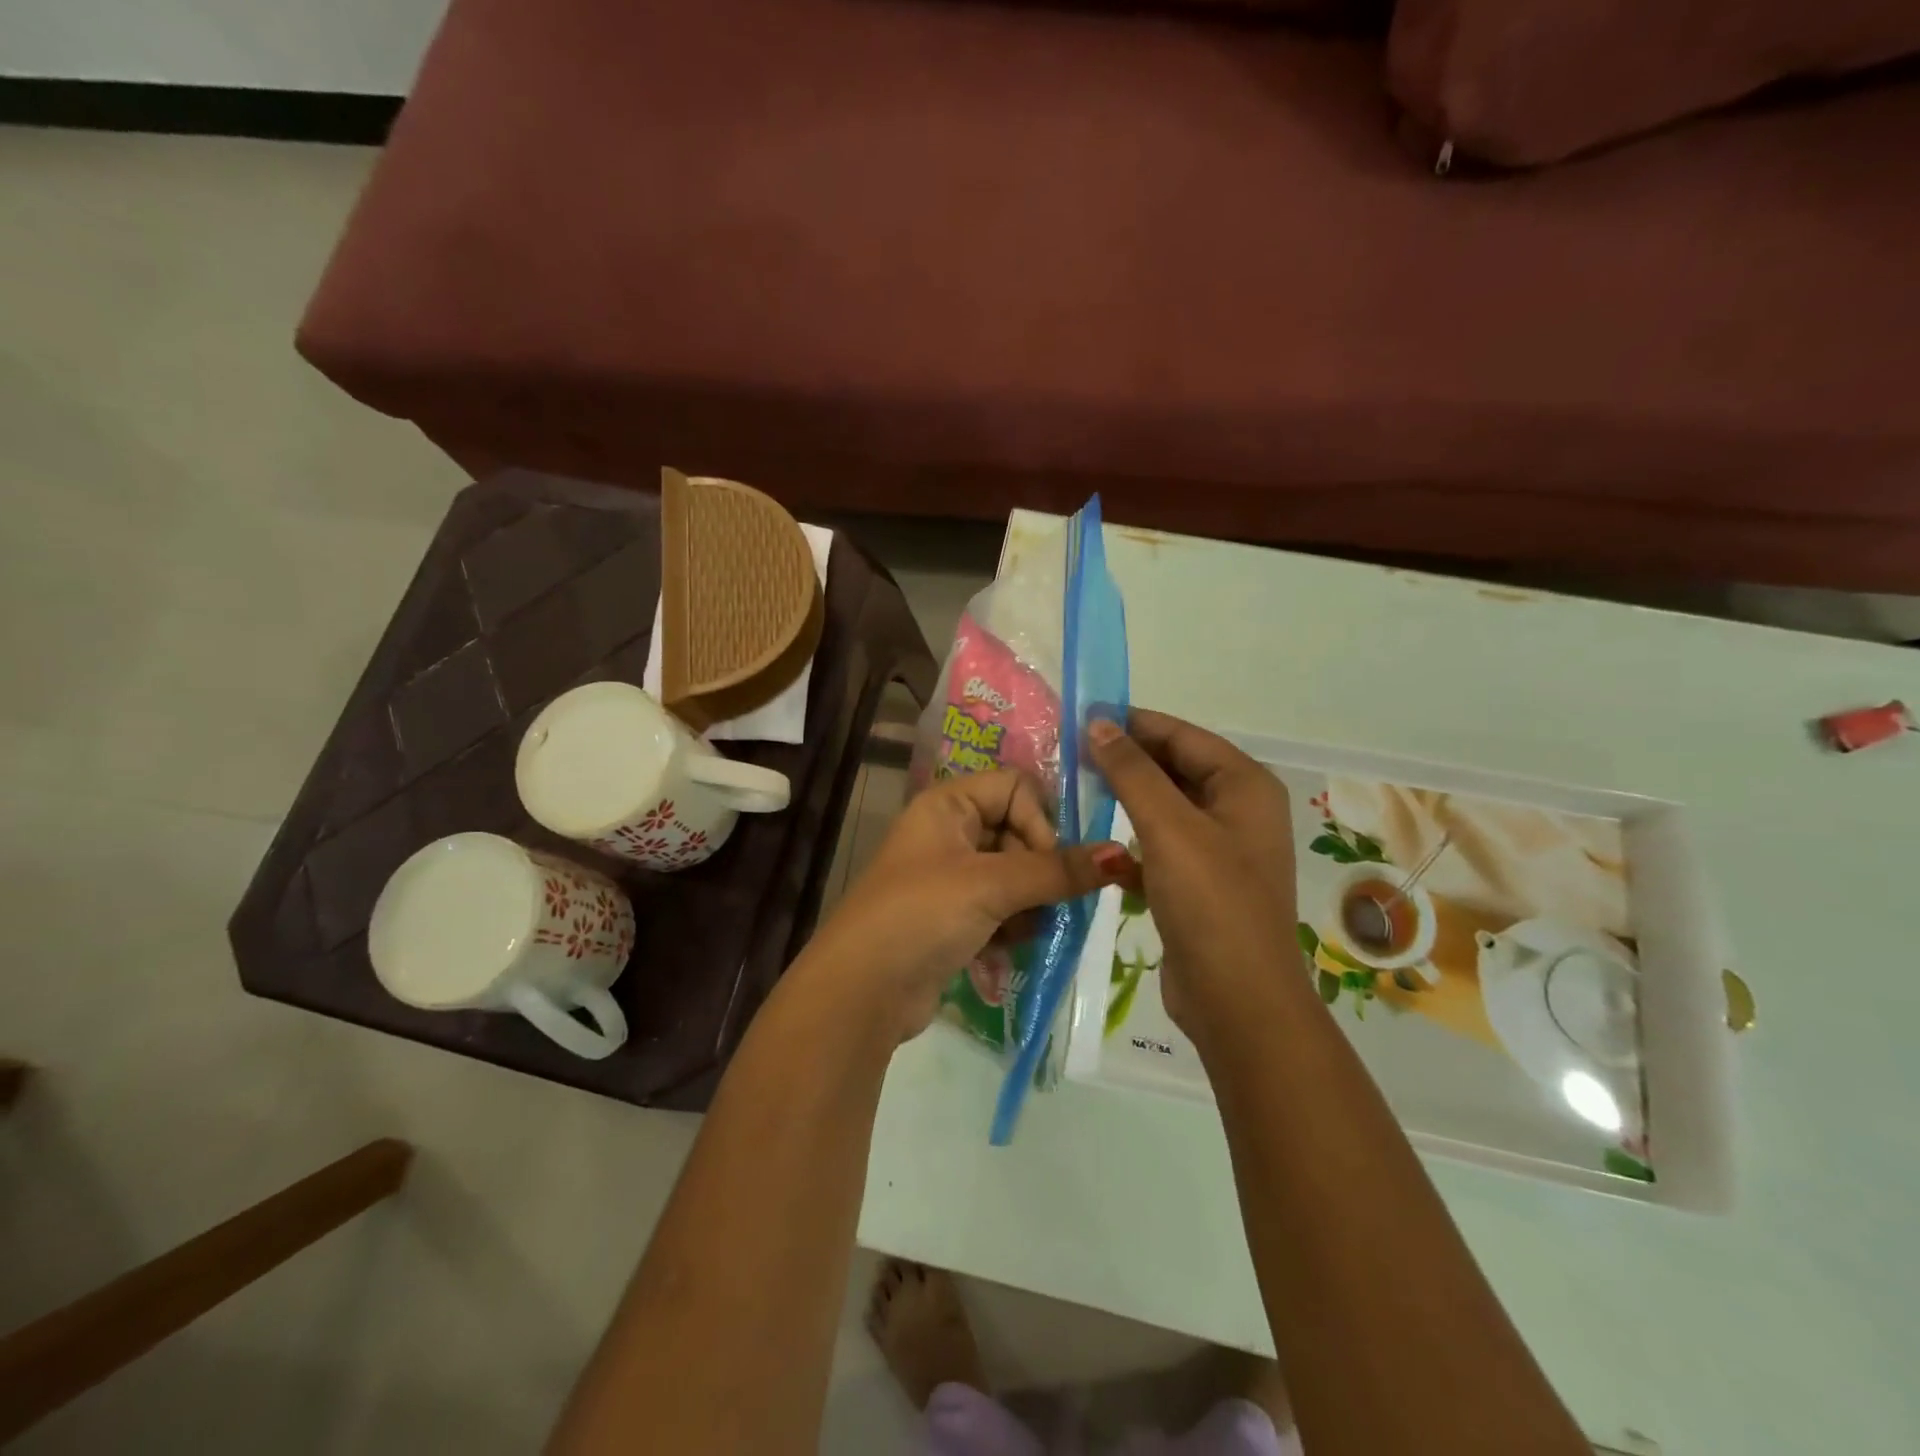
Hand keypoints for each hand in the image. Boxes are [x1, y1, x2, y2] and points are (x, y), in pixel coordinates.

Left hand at [797, 770, 1121, 1039]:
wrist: (861, 992)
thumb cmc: (921, 915)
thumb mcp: (990, 886)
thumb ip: (1056, 871)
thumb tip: (1119, 855)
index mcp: (948, 804)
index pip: (1016, 787)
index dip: (1039, 820)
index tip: (1046, 863)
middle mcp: (949, 832)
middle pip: (1019, 833)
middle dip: (1038, 871)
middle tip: (1042, 904)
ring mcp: (951, 878)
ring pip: (1015, 876)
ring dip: (1030, 905)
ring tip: (1023, 931)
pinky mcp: (954, 918)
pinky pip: (1002, 909)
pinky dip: (1013, 927)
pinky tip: (1008, 949)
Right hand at [1087, 709, 1299, 1040]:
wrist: (1238, 1001)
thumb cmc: (1211, 903)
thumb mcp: (1169, 828)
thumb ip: (1132, 771)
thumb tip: (1098, 723)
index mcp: (1245, 786)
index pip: (1183, 735)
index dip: (1133, 722)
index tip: (1081, 717)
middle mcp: (1238, 810)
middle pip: (1175, 767)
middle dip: (1126, 759)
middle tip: (1070, 752)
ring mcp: (1219, 849)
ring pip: (1164, 807)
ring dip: (1125, 798)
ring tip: (1075, 788)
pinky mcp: (1198, 882)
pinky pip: (1160, 844)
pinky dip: (1131, 841)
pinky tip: (1098, 846)